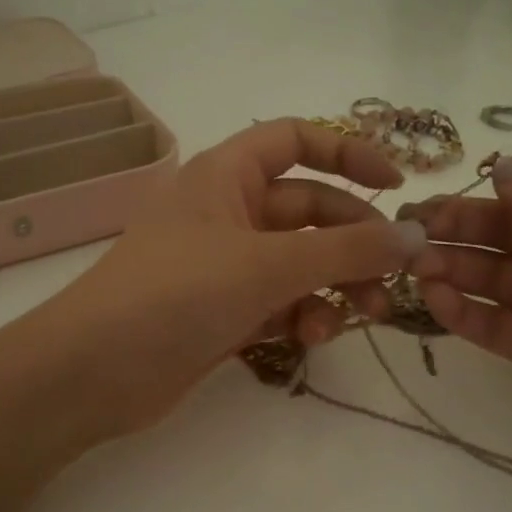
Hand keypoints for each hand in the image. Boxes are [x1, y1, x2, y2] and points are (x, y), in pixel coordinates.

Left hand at [28, 119, 427, 437]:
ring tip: (363, 315)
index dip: (348, 154)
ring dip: (336, 285)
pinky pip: (280, 302)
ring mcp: (224, 266)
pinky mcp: (223, 312)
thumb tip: (417, 238)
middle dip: (355, 241)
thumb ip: (347, 251)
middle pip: (310, 210)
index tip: (397, 187)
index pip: (296, 139)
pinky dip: (304, 315)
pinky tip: (314, 336)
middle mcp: (227, 213)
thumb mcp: (268, 264)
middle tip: (394, 278)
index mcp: (227, 175)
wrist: (94, 371)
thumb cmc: (177, 294)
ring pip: (300, 263)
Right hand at [405, 147, 511, 511]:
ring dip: (456, 269)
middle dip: (464, 226)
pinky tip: (435, 302)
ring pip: (501, 278)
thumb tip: (505, 162)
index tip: (456, 187)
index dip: (504, 179)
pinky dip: (468, 314)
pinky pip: (504, 326)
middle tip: (408, 233)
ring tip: (413, 269)